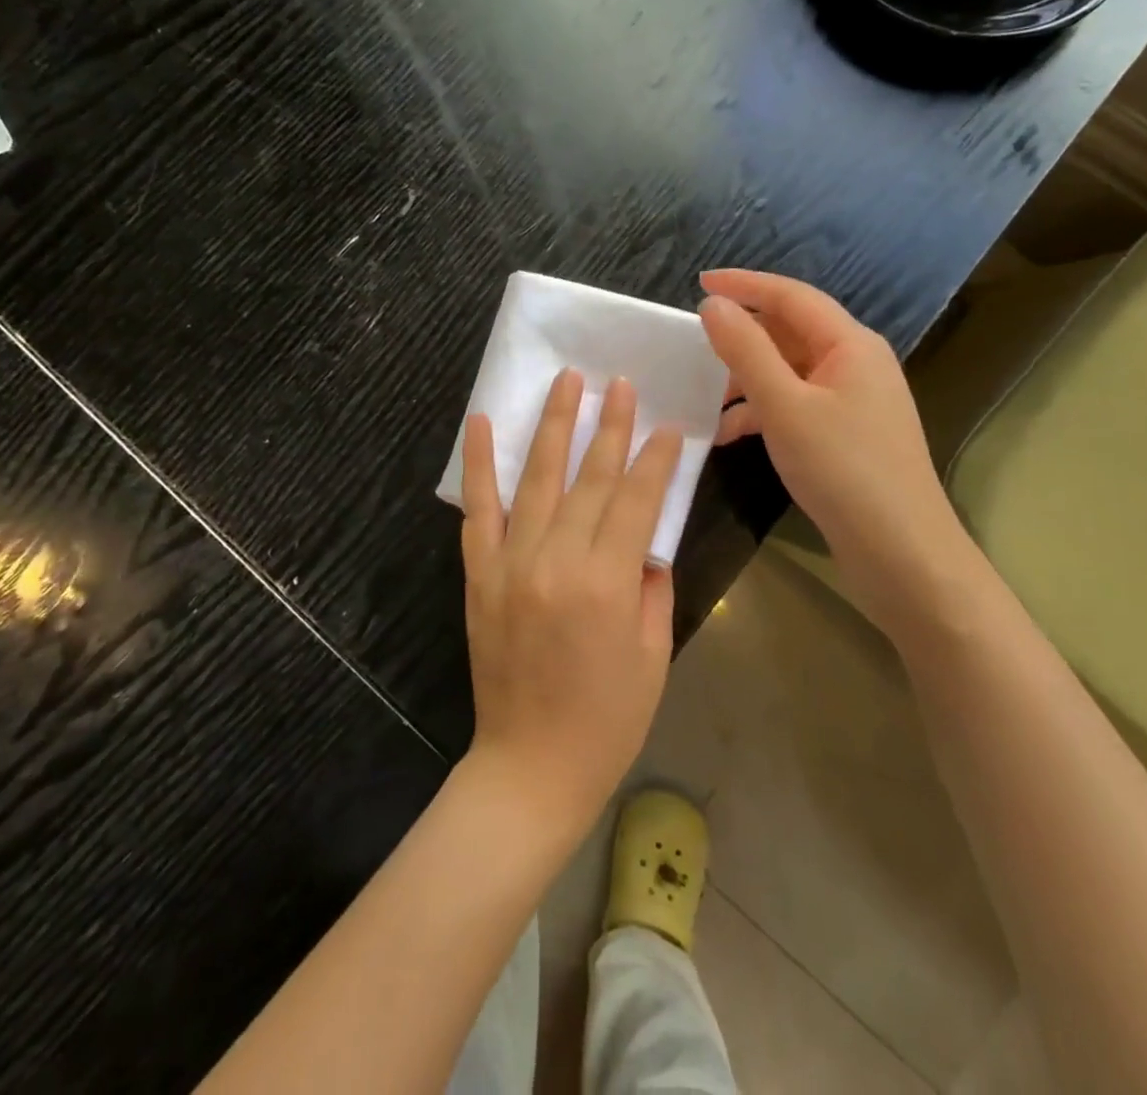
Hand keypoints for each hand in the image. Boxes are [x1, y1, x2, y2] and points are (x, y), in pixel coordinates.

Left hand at [459, 369, 683, 832]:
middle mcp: (556, 560)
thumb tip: (646, 537)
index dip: (655, 460)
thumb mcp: (653, 653)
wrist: (530, 765)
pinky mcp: (479, 574)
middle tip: (619, 382)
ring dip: (553, 425)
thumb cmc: (607, 718)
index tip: (667, 427)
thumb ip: (652, 586)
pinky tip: (483, 423)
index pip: (635, 500)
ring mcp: (511, 562)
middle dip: (609, 425)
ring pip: (537, 479)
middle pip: (589, 478)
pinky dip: (480, 464)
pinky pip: (479, 509)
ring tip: (566, 381)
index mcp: (607, 583)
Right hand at [698, 268, 966, 581]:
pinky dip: (763, 412)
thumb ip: (746, 351)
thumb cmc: (843, 469)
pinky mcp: (846, 435)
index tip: (698, 282)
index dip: (745, 285)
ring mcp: (853, 401)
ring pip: (790, 372)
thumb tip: (714, 304)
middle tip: (695, 343)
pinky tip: (731, 435)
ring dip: (748, 379)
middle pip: (791, 332)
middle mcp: (856, 364)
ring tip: (705, 397)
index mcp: (850, 344)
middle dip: (743, 336)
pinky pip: (796, 405)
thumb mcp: (784, 406)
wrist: (901, 552)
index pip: (792, 296)